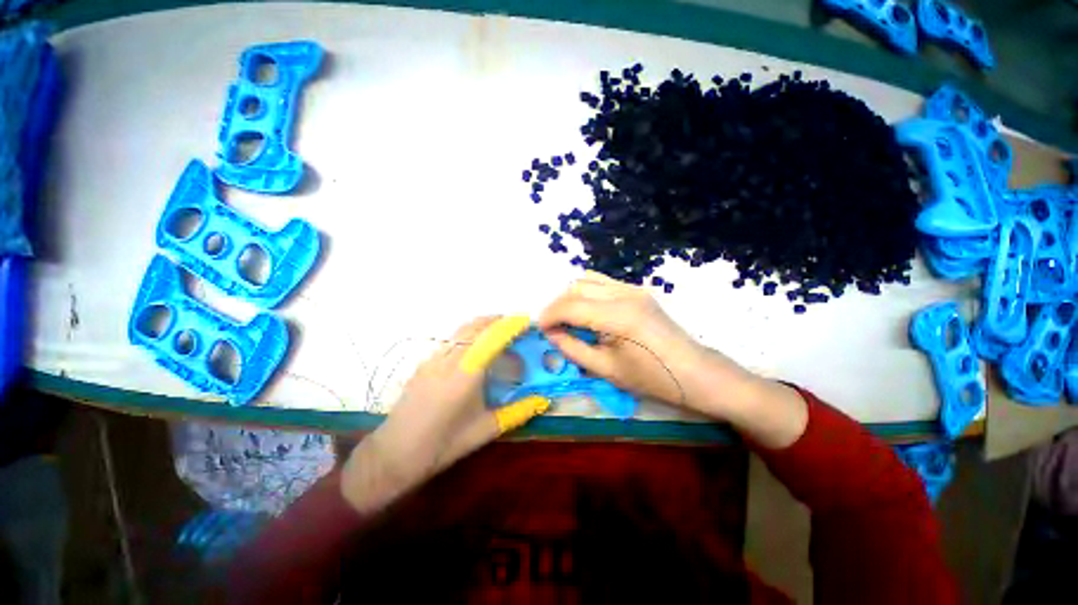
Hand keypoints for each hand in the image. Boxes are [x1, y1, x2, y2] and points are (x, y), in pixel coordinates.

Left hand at [341, 316, 546, 513]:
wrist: (394, 454)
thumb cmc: (443, 445)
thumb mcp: (485, 430)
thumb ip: (518, 412)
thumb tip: (543, 400)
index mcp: (466, 374)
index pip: (492, 338)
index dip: (511, 326)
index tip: (527, 321)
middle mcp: (448, 359)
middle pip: (476, 326)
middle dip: (499, 320)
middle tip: (517, 326)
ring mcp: (433, 359)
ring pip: (462, 330)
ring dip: (483, 325)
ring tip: (500, 333)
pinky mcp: (425, 363)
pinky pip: (452, 339)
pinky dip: (469, 334)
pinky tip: (475, 350)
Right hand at [539, 271, 807, 447]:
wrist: (695, 372)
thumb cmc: (652, 378)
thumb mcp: (606, 369)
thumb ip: (572, 348)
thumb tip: (551, 333)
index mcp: (617, 316)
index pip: (570, 305)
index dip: (549, 315)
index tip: (541, 329)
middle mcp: (624, 293)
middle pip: (575, 287)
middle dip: (557, 305)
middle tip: (553, 327)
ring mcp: (632, 288)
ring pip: (587, 280)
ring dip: (571, 296)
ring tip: (568, 319)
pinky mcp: (637, 290)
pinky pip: (602, 283)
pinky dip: (586, 293)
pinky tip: (587, 312)